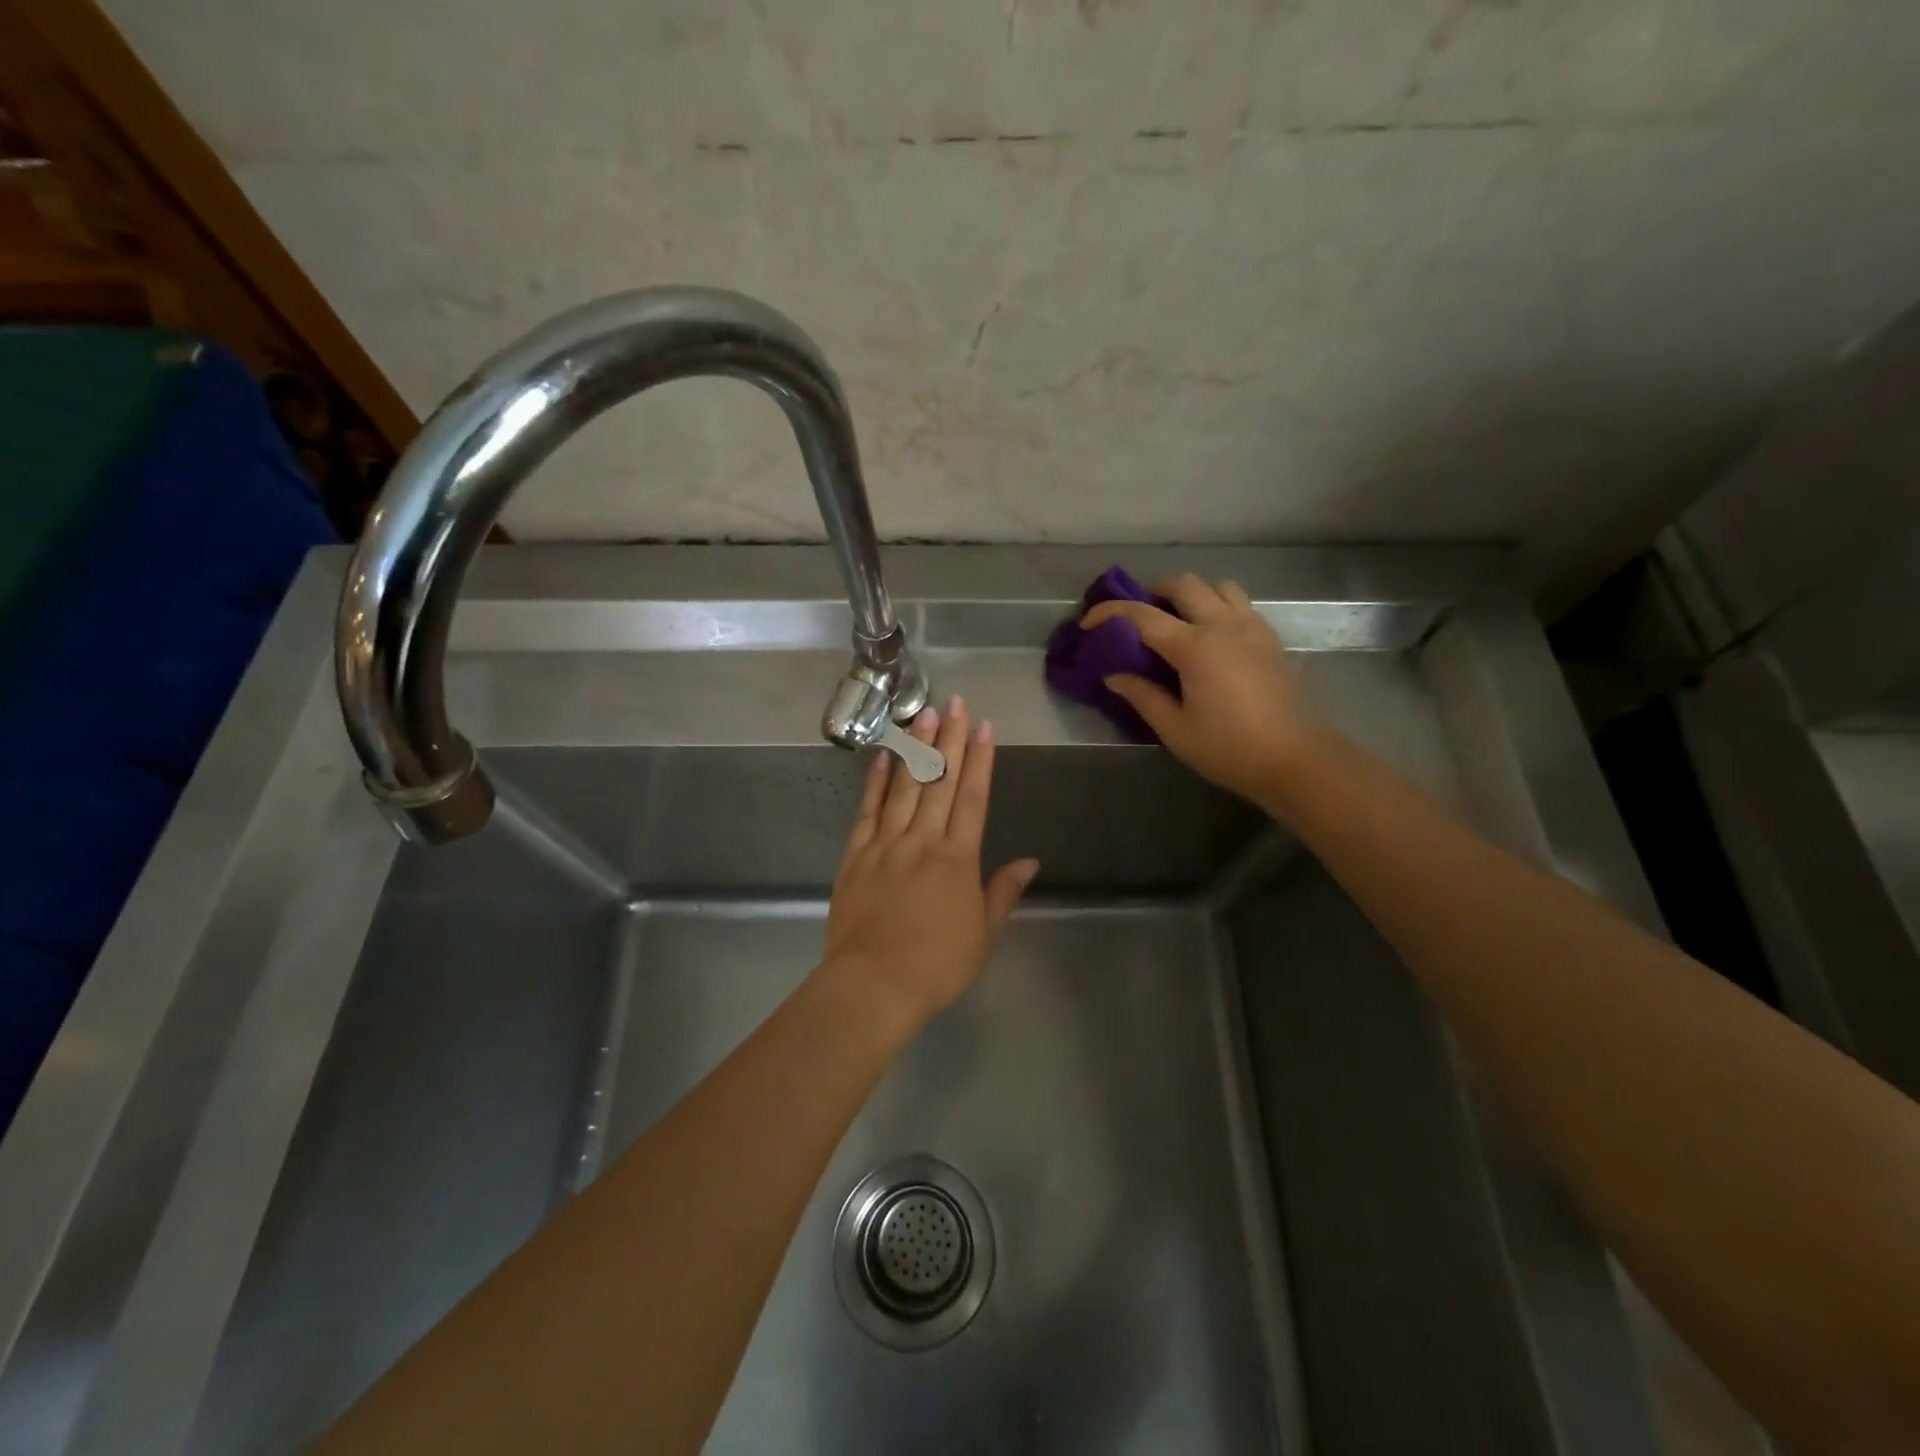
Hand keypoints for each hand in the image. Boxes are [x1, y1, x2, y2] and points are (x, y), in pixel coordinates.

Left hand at [821, 699, 1039, 1030]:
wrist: (874, 985)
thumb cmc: (937, 965)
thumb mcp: (983, 934)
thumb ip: (1003, 892)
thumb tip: (1030, 860)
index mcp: (958, 858)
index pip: (973, 798)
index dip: (981, 760)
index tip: (985, 728)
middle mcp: (923, 841)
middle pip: (940, 782)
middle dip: (950, 740)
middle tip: (956, 703)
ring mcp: (886, 845)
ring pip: (904, 788)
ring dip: (917, 749)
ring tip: (925, 715)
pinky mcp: (856, 856)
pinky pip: (867, 811)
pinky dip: (875, 782)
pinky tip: (883, 757)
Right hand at [1082, 573, 1321, 805]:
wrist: (1293, 759)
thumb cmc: (1228, 749)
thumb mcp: (1175, 729)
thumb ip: (1142, 696)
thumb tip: (1114, 675)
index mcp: (1195, 648)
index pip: (1142, 615)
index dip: (1110, 613)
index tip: (1089, 623)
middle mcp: (1223, 626)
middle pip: (1184, 584)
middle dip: (1153, 591)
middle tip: (1137, 617)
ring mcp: (1252, 627)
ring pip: (1218, 586)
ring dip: (1191, 594)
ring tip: (1177, 620)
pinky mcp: (1269, 638)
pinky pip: (1240, 604)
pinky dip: (1218, 606)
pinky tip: (1210, 636)